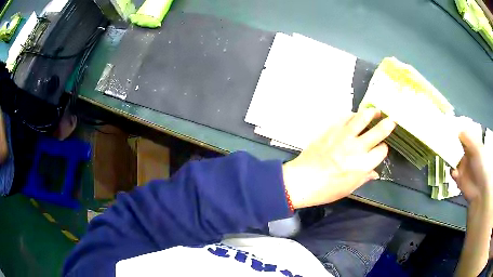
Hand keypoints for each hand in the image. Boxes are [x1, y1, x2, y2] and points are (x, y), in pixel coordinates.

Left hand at [282, 108, 395, 208]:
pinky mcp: (331, 130)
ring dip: (371, 113)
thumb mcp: (349, 188)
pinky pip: (344, 117)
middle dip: (387, 124)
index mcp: (363, 165)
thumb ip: (364, 178)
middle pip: (377, 132)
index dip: (383, 149)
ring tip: (376, 111)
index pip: (381, 151)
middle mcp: (357, 148)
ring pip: (361, 118)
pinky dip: (352, 114)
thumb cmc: (326, 190)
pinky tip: (355, 115)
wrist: (302, 180)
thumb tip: (375, 173)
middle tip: (392, 119)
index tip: (382, 148)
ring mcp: (343, 136)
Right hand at [453, 131, 492, 276]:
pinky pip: (452, 171)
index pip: (463, 134)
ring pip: (453, 157)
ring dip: (449, 156)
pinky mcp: (458, 177)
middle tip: (443, 138)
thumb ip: (468, 138)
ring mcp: (462, 165)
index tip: (448, 126)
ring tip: (445, 154)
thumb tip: (457, 130)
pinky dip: (451, 171)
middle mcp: (467, 152)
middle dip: (450, 142)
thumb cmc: (482, 164)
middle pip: (456, 144)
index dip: (456, 130)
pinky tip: (454, 172)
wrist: (480, 190)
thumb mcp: (477, 148)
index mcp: (472, 143)